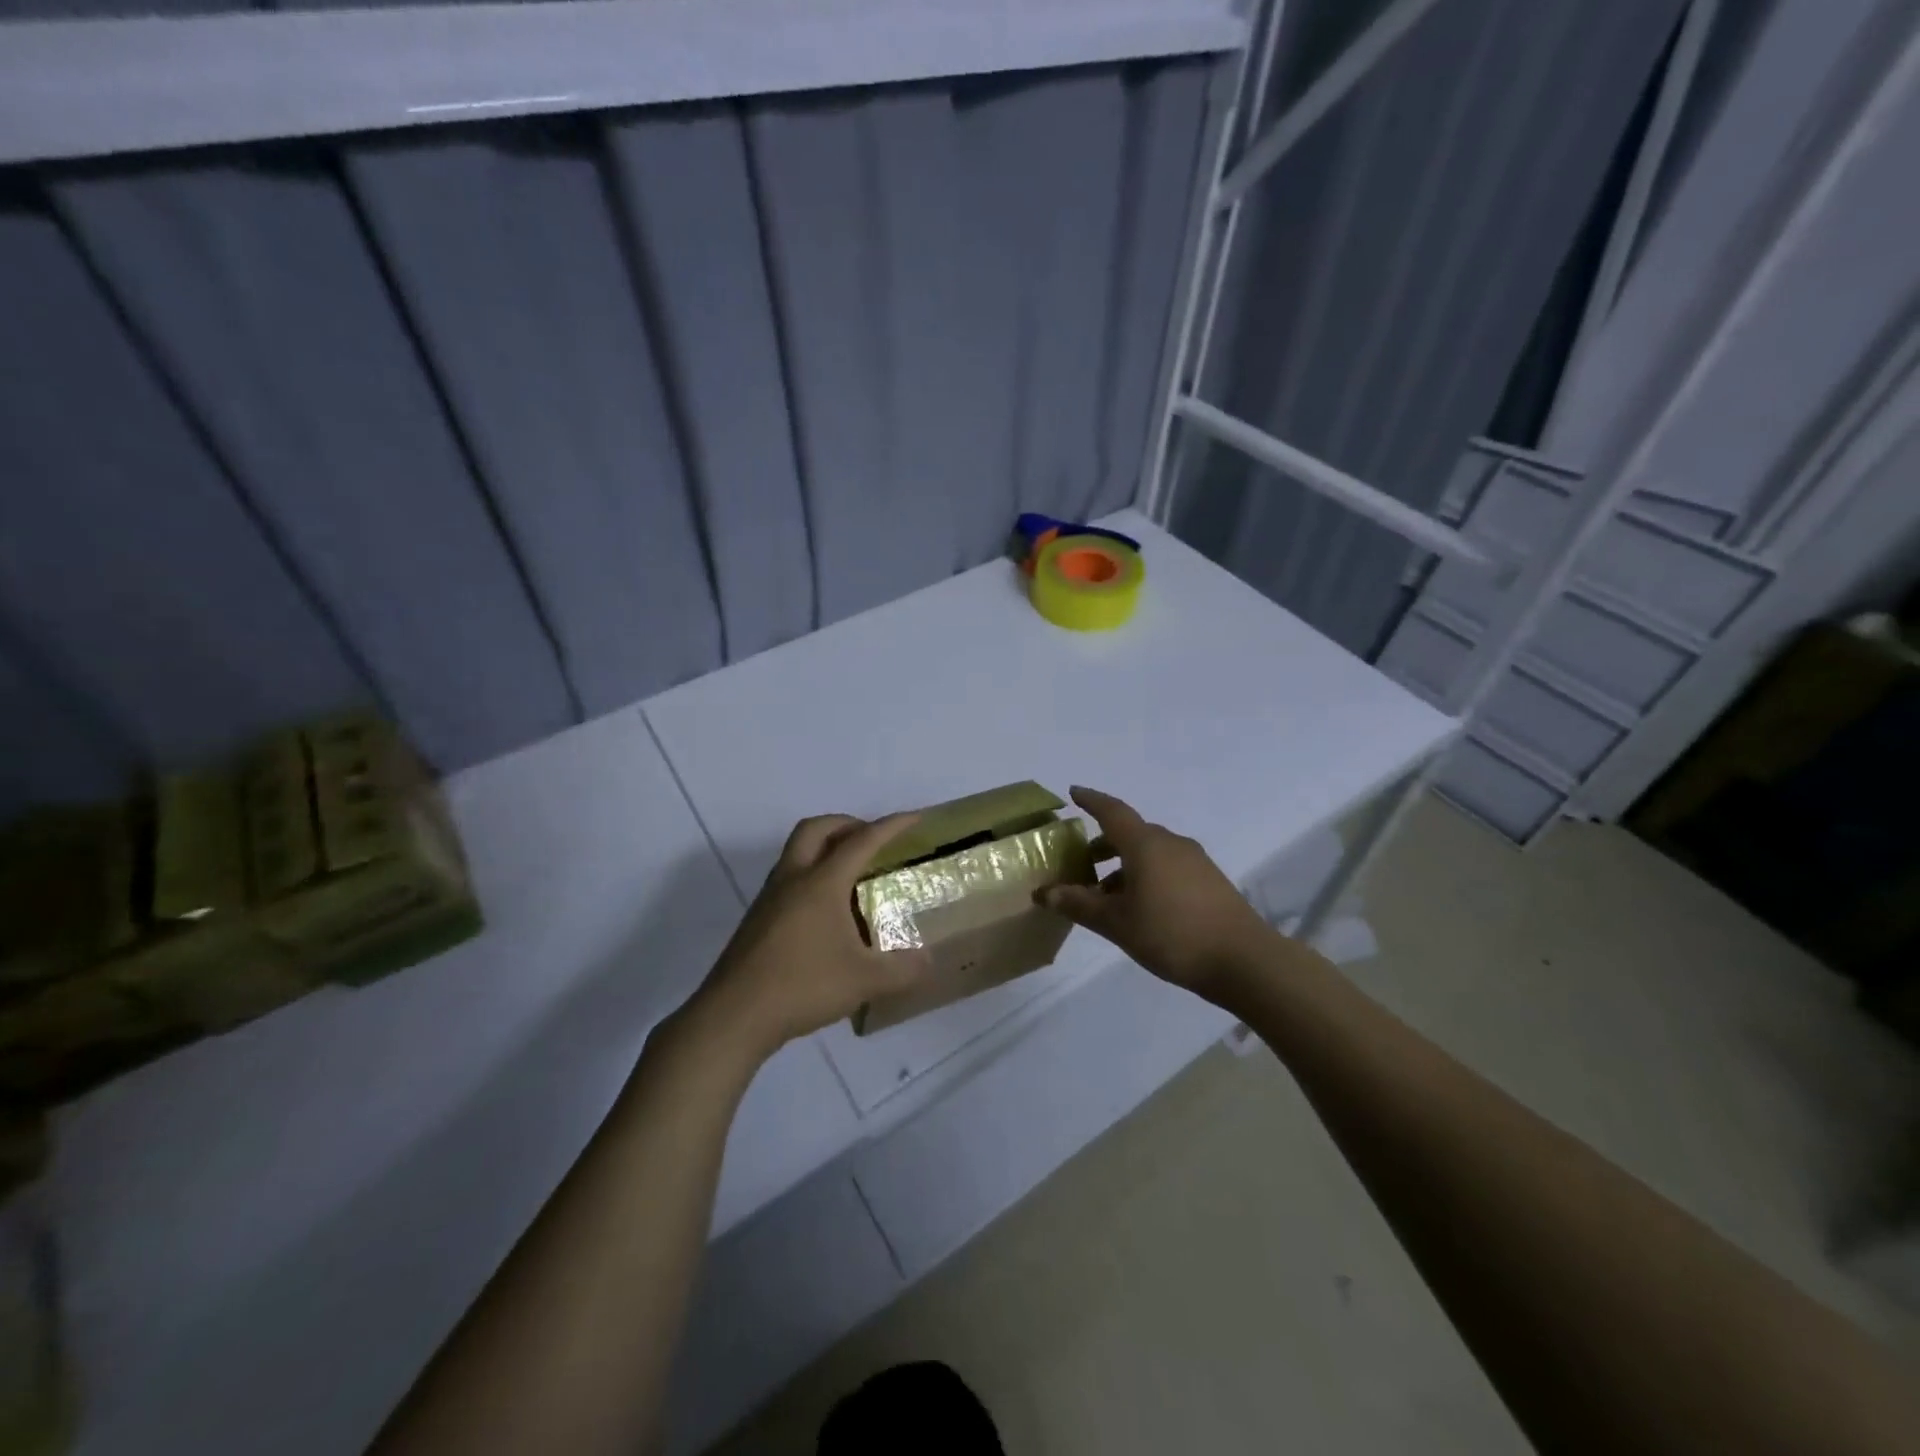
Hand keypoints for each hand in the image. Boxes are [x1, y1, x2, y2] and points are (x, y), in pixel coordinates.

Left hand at [683, 813, 931, 1062]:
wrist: (735, 1015)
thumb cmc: (803, 985)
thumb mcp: (864, 981)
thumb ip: (902, 969)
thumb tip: (928, 961)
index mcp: (821, 883)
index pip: (862, 840)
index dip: (891, 826)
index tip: (915, 817)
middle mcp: (793, 879)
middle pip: (817, 829)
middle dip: (847, 824)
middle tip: (871, 839)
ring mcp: (770, 898)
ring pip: (796, 851)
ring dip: (824, 848)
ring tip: (852, 874)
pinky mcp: (757, 919)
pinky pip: (788, 878)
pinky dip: (811, 875)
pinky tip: (826, 912)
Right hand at [1041, 787, 1273, 1004]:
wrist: (1243, 960)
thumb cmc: (1172, 934)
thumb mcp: (1116, 923)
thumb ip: (1079, 904)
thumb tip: (1044, 893)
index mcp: (1145, 844)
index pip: (1112, 811)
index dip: (1091, 801)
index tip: (1073, 793)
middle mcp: (1170, 843)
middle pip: (1130, 833)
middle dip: (1103, 844)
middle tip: (1080, 863)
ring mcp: (1194, 861)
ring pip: (1150, 852)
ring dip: (1124, 865)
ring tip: (1105, 894)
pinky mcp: (1209, 880)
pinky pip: (1168, 866)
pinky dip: (1146, 875)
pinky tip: (1139, 906)